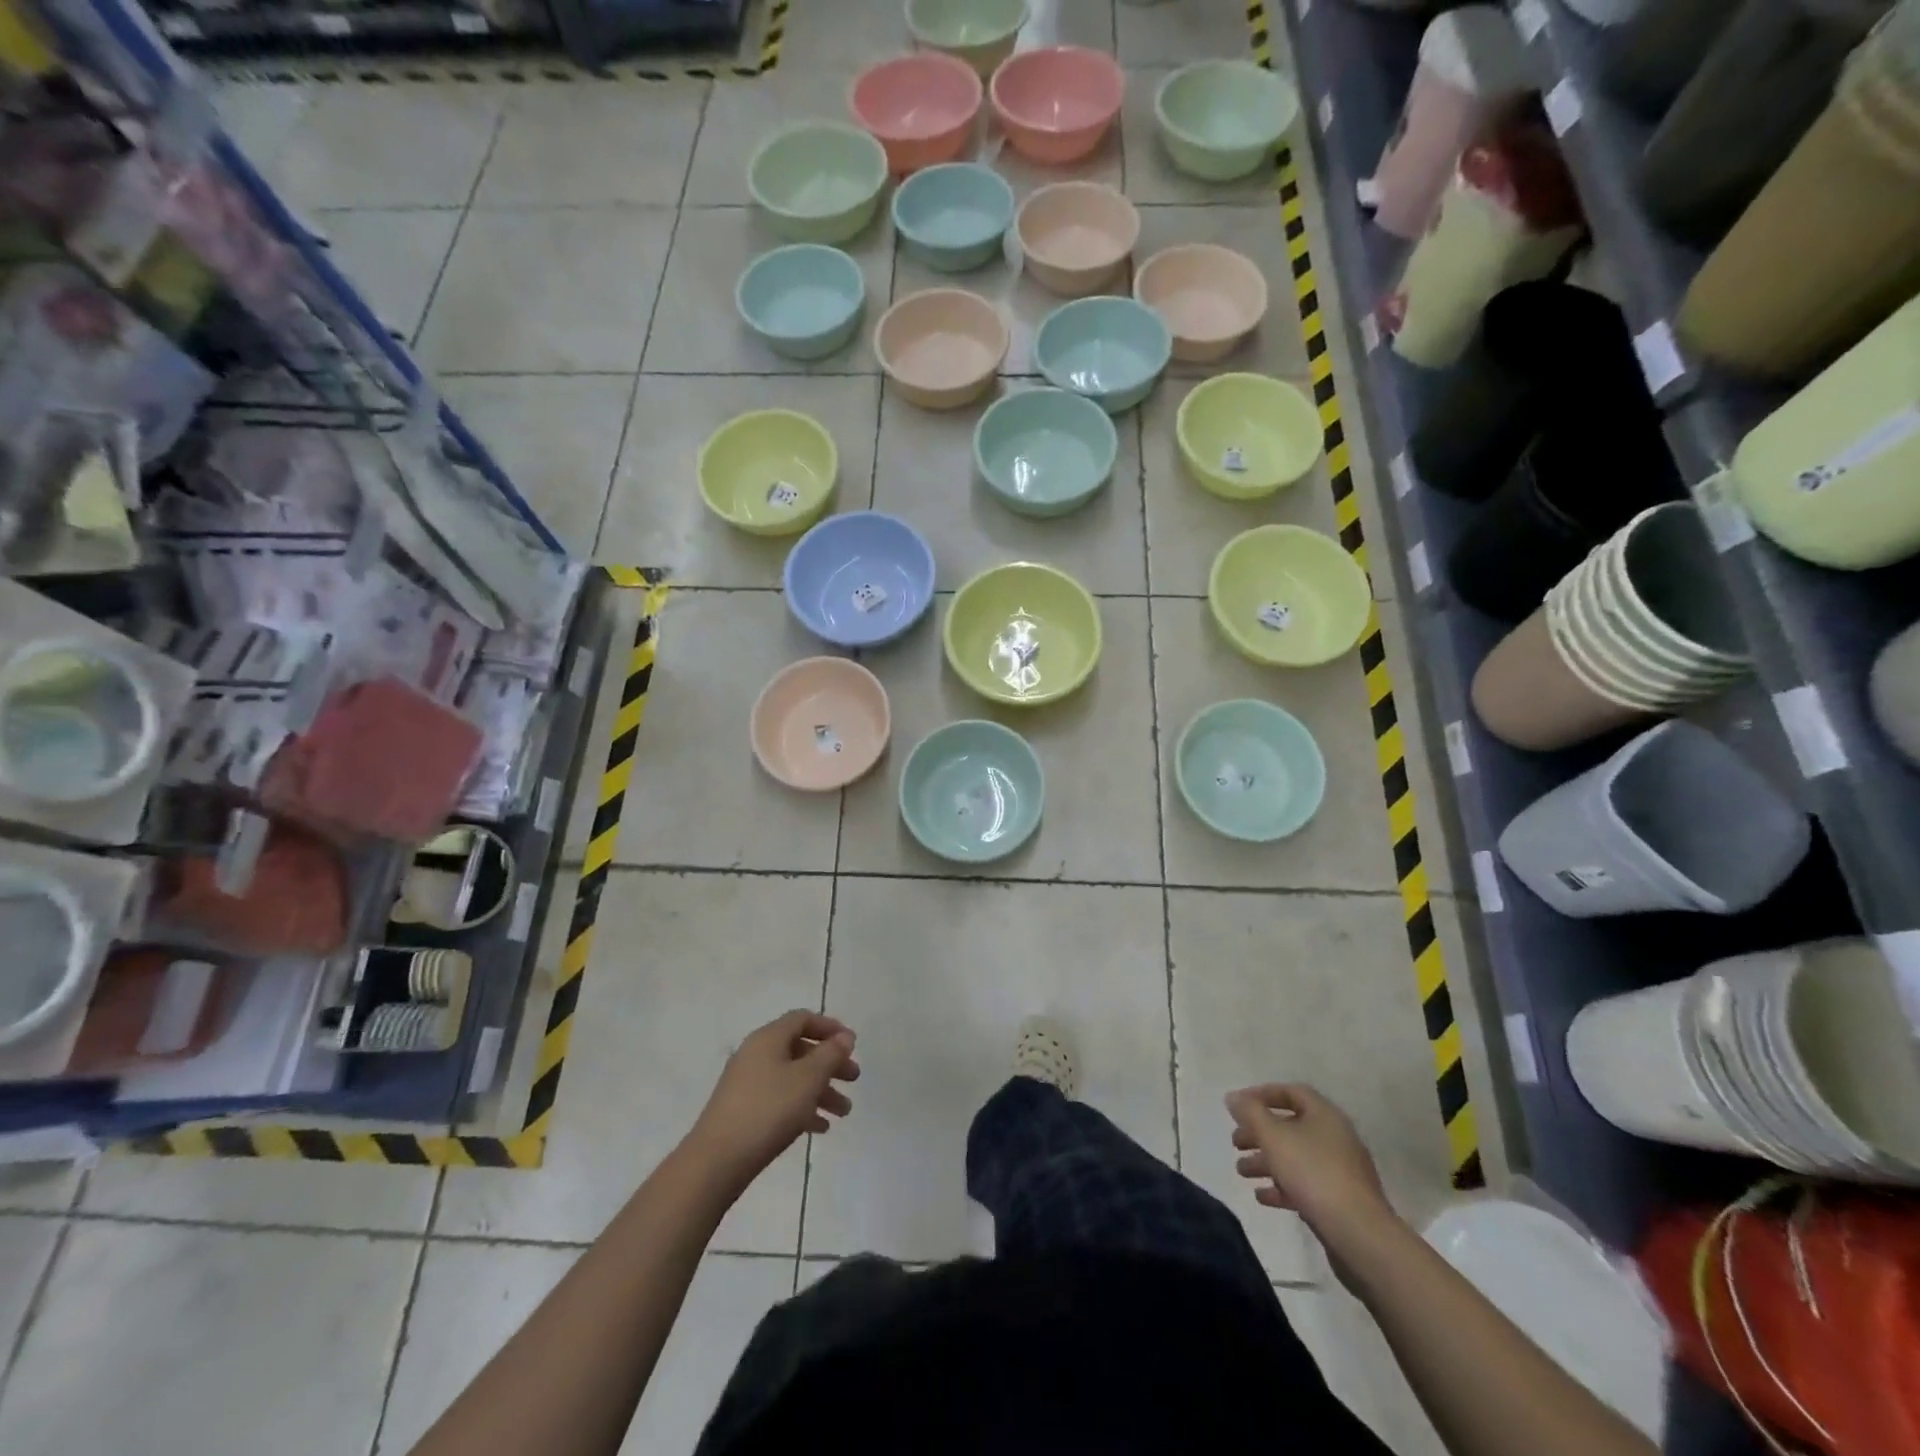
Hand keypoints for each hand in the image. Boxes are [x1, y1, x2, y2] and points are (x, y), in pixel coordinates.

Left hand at [688, 1011, 859, 1192]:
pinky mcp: (743, 1110)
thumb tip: (843, 1037)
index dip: (830, 1027)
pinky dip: (802, 1107)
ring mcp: (747, 1083)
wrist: (717, 1161)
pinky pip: (780, 1099)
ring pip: (792, 1078)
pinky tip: (820, 1128)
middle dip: (830, 1063)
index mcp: (768, 1038)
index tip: (852, 1044)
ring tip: (843, 1113)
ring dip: (820, 1090)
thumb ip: (830, 1055)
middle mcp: (756, 1054)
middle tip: (853, 1079)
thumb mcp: (808, 1079)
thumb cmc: (768, 1110)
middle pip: (800, 1049)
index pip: (803, 1019)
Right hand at [1224, 1083, 1395, 1240]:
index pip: (1291, 1092)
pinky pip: (1306, 1185)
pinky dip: (1282, 1187)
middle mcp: (1336, 1138)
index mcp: (1325, 1115)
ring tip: (1241, 1172)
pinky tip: (1262, 1197)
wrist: (1359, 1235)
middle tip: (1235, 1142)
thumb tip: (1233, 1097)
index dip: (1262, 1095)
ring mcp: (1341, 1171)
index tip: (1238, 1106)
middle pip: (1291, 1126)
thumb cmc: (1313, 1173)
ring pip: (1296, 1157)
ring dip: (1266, 1161)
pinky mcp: (1341, 1201)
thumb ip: (1250, 1113)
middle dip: (1259, 1133)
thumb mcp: (1273, 1136)